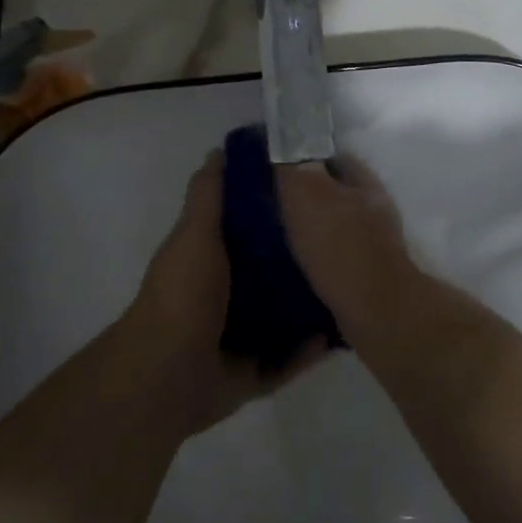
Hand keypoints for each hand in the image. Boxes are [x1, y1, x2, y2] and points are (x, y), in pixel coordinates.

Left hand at [124, 152, 327, 436]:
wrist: (170, 372)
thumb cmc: (184, 293)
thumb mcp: (195, 232)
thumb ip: (208, 194)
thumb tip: (221, 149)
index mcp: (211, 258)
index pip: (248, 227)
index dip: (275, 210)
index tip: (311, 195)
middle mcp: (225, 295)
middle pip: (270, 272)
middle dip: (301, 259)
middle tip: (344, 240)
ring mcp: (239, 336)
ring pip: (284, 315)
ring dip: (310, 304)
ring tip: (351, 285)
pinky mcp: (254, 372)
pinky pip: (290, 358)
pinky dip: (310, 349)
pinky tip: (340, 331)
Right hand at [274, 158, 420, 346]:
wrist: (377, 313)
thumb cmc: (340, 246)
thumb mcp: (306, 194)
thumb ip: (293, 165)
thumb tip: (284, 140)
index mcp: (362, 180)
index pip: (329, 155)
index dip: (300, 157)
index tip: (270, 168)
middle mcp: (373, 206)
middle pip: (331, 191)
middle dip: (301, 196)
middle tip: (264, 205)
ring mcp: (374, 243)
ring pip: (332, 225)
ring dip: (307, 229)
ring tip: (271, 238)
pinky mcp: (367, 275)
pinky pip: (333, 256)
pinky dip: (313, 258)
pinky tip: (290, 266)